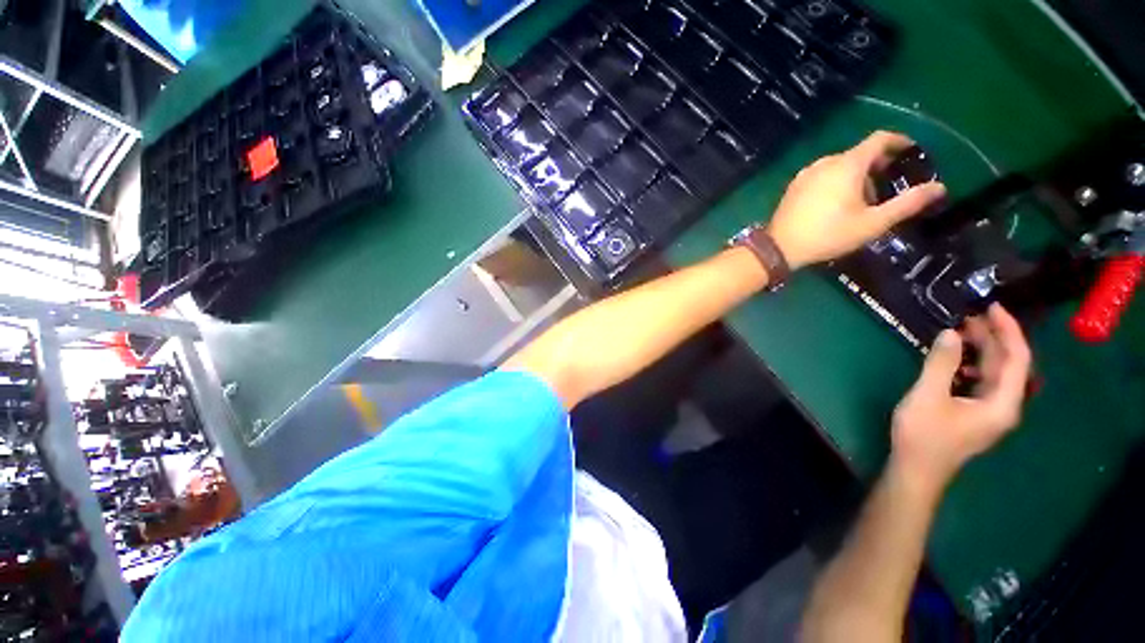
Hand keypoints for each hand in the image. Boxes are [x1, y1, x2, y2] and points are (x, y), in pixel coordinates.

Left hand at [767, 131, 946, 269]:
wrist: (779, 248)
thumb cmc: (828, 235)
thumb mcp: (873, 222)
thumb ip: (907, 203)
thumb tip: (940, 187)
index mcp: (847, 164)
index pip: (879, 139)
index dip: (899, 141)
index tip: (910, 152)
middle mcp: (825, 162)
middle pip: (859, 155)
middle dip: (877, 167)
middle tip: (887, 191)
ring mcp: (805, 174)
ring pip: (840, 166)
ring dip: (856, 177)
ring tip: (861, 204)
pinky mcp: (793, 187)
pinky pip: (822, 176)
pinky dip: (836, 182)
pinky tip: (835, 206)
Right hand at [891, 304, 1031, 492]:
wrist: (916, 469)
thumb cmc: (924, 435)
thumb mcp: (928, 396)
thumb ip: (941, 364)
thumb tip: (950, 333)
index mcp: (1002, 403)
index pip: (1017, 359)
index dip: (1008, 330)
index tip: (992, 307)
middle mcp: (1004, 406)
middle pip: (1008, 364)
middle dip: (992, 337)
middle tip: (968, 316)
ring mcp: (990, 411)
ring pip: (995, 373)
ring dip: (980, 351)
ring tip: (959, 333)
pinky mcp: (975, 414)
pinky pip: (982, 382)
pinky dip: (971, 365)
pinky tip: (954, 360)